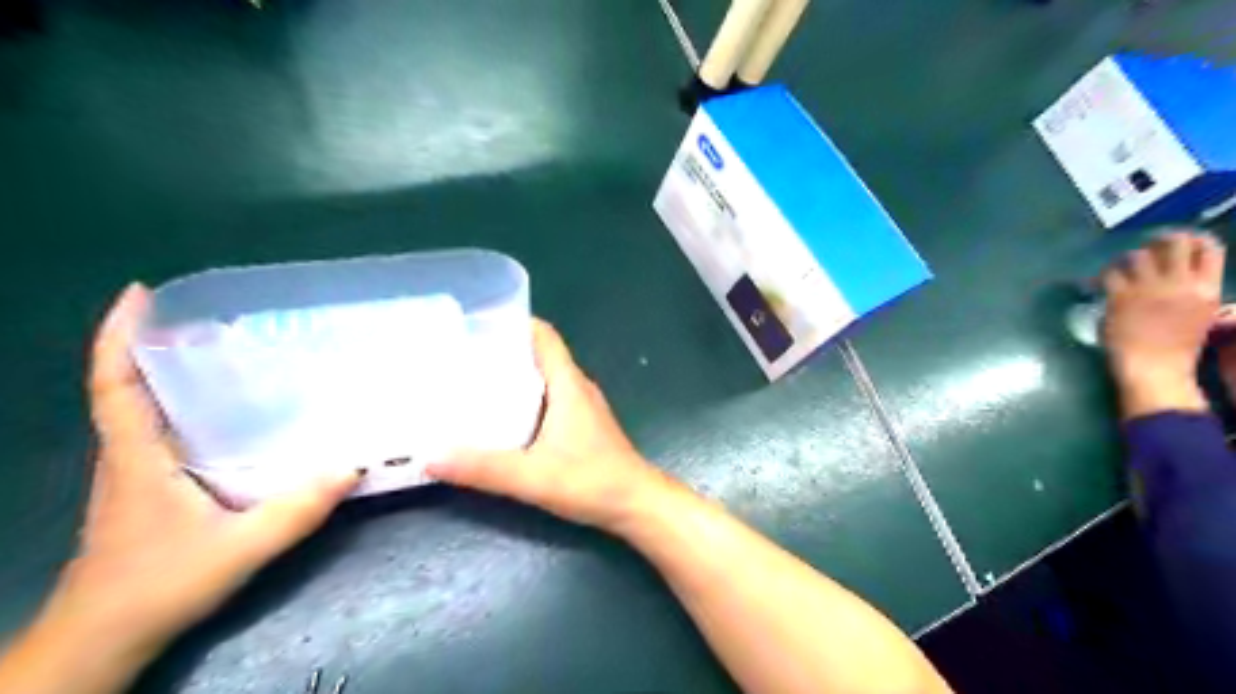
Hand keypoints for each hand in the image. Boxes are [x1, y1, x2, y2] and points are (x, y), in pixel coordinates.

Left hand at [31, 284, 360, 674]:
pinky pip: (162, 432)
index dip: (119, 335)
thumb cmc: (159, 585)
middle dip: (161, 345)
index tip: (143, 294)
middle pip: (131, 386)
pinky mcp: (148, 488)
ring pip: (146, 409)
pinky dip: (184, 407)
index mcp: (137, 457)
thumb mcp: (239, 548)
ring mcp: (135, 472)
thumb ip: (296, 509)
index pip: (114, 384)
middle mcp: (129, 455)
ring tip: (229, 354)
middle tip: (218, 320)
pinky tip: (232, 413)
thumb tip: (353, 464)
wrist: (106, 636)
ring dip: (174, 374)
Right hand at [424, 323, 674, 533]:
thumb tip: (430, 457)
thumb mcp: (532, 476)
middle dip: (503, 351)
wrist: (637, 504)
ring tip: (471, 384)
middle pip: (539, 354)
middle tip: (460, 358)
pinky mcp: (582, 425)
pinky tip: (501, 418)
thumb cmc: (592, 482)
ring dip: (513, 376)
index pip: (544, 336)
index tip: (477, 325)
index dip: (514, 322)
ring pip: (544, 378)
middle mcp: (576, 387)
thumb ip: (483, 468)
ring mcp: (582, 406)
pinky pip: (549, 399)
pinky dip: (524, 399)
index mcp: (568, 384)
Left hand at [1100, 234, 1225, 416]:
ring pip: (1138, 255)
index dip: (1193, 239)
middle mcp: (1180, 284)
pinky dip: (1103, 274)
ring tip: (1119, 266)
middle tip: (1146, 248)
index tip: (1179, 241)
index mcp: (1207, 290)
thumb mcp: (1201, 315)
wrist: (1153, 368)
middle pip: (1174, 243)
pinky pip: (1111, 273)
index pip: (1209, 249)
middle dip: (1159, 240)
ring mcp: (1149, 290)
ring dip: (1126, 258)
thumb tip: (1177, 276)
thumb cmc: (1176, 347)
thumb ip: (1194, 292)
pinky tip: (1100, 281)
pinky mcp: (1121, 297)